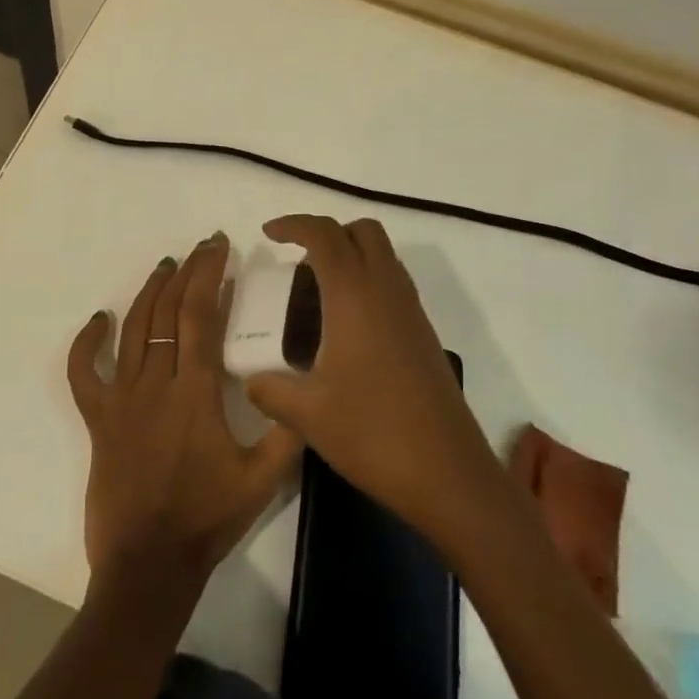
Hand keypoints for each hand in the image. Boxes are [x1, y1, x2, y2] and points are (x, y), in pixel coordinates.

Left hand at [68, 233, 301, 597]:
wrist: (149, 565)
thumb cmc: (207, 519)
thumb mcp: (264, 480)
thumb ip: (288, 432)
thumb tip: (307, 389)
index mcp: (196, 391)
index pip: (200, 315)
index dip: (209, 274)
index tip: (218, 246)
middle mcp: (155, 383)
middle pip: (168, 312)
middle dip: (187, 272)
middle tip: (200, 248)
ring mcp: (121, 399)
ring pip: (132, 330)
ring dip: (149, 293)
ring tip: (165, 267)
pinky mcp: (97, 419)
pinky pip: (82, 373)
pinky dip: (86, 344)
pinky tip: (100, 320)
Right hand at [245, 215, 503, 543]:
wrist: (448, 474)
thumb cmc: (373, 433)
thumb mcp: (307, 414)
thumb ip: (270, 390)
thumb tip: (250, 380)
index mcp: (355, 296)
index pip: (324, 235)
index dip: (293, 225)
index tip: (268, 234)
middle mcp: (387, 291)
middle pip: (362, 231)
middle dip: (327, 232)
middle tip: (297, 261)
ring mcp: (411, 311)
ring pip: (383, 255)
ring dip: (351, 255)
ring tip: (317, 292)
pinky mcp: (424, 333)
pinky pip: (393, 283)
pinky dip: (367, 281)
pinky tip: (346, 326)